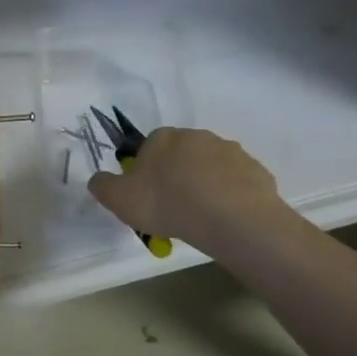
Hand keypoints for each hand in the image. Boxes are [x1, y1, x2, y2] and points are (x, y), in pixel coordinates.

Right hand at [87, 127, 292, 254]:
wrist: (230, 218)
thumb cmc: (167, 203)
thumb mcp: (118, 199)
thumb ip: (102, 185)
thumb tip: (99, 179)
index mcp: (162, 137)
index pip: (149, 146)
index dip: (146, 170)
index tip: (147, 195)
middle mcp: (196, 136)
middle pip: (181, 155)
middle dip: (177, 176)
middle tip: (173, 208)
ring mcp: (230, 151)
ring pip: (211, 168)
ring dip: (205, 185)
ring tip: (201, 218)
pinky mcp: (256, 171)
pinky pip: (237, 183)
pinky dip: (230, 197)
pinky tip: (225, 219)